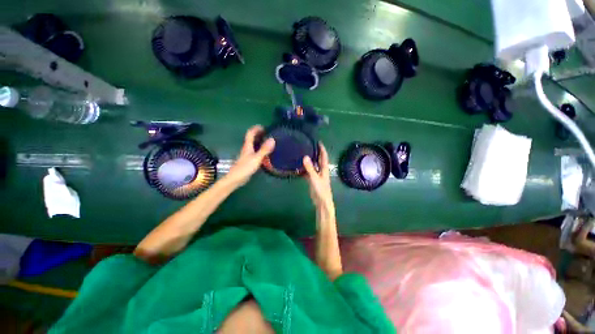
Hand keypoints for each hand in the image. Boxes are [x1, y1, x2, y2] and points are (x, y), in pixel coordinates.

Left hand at [227, 125, 274, 186]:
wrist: (236, 179)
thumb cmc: (245, 168)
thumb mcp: (256, 158)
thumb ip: (264, 149)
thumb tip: (272, 139)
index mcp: (247, 146)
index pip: (250, 133)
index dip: (256, 128)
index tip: (264, 127)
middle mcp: (247, 148)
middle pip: (252, 138)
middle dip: (259, 134)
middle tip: (269, 134)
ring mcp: (247, 155)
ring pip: (254, 145)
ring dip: (260, 142)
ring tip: (269, 142)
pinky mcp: (249, 161)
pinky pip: (255, 151)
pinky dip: (260, 149)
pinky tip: (266, 154)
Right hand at [303, 143, 334, 211]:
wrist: (321, 201)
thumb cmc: (321, 189)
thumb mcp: (315, 178)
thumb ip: (310, 168)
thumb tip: (305, 157)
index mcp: (324, 168)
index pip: (324, 156)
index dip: (322, 149)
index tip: (318, 141)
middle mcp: (321, 170)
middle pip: (318, 159)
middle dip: (315, 152)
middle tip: (308, 146)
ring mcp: (316, 175)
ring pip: (313, 165)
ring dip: (309, 160)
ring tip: (302, 154)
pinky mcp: (312, 180)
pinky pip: (308, 172)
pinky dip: (304, 169)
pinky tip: (298, 166)